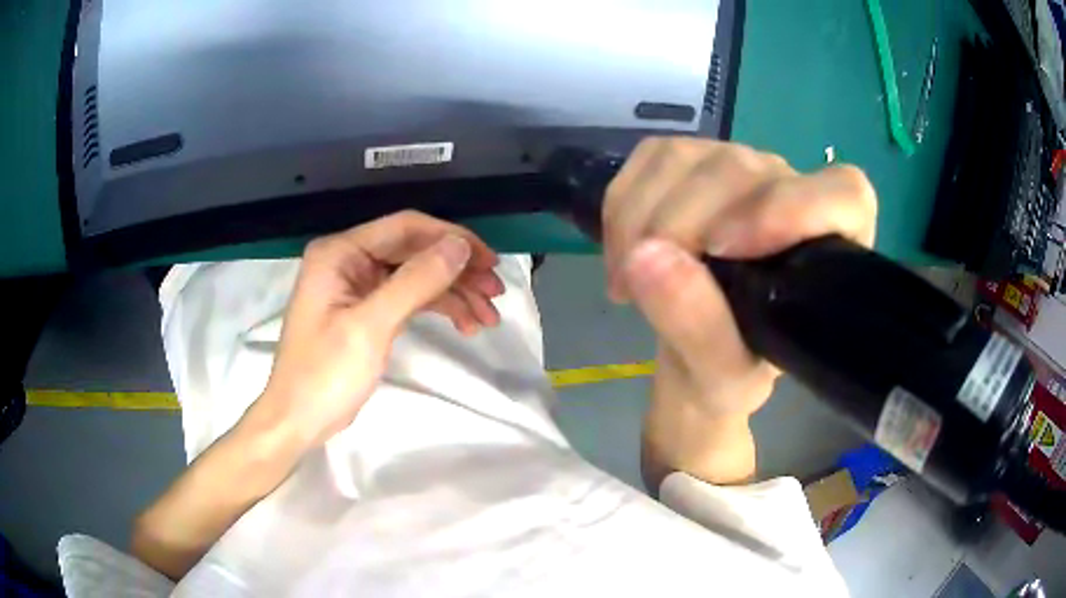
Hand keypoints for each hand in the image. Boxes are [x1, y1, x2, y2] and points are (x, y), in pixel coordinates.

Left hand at [252, 211, 502, 448]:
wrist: (299, 420)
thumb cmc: (325, 374)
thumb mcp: (370, 327)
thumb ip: (415, 282)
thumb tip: (459, 246)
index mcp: (340, 252)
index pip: (406, 228)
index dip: (451, 239)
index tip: (489, 262)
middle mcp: (349, 260)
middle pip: (415, 251)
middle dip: (457, 271)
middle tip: (495, 294)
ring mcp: (358, 286)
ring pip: (417, 276)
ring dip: (454, 293)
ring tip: (488, 318)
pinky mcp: (367, 309)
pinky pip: (409, 298)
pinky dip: (438, 308)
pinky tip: (465, 325)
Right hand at [604, 138, 876, 420]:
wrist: (697, 347)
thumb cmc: (728, 370)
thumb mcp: (720, 379)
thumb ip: (700, 329)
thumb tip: (647, 258)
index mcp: (833, 246)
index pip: (845, 196)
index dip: (791, 208)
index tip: (725, 252)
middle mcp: (796, 191)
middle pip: (741, 171)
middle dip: (678, 227)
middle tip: (641, 292)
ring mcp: (743, 167)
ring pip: (688, 158)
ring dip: (639, 219)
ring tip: (628, 280)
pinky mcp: (696, 159)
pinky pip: (652, 156)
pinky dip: (622, 204)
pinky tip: (623, 250)